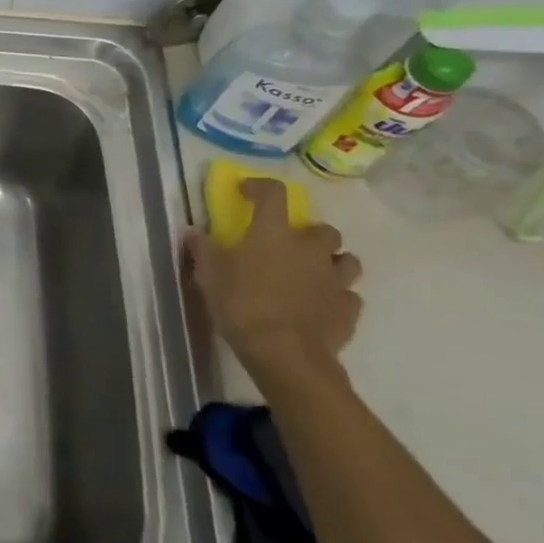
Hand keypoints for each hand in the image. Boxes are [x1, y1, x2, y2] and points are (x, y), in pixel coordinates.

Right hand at [186, 178, 363, 385]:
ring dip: (331, 262)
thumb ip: (203, 249)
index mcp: (274, 233)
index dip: (260, 187)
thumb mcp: (209, 275)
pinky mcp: (348, 310)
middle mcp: (310, 249)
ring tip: (312, 274)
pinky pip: (348, 296)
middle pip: (323, 229)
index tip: (247, 192)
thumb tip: (194, 232)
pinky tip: (319, 306)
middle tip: (289, 246)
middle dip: (309, 234)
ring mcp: (335, 279)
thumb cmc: (242, 306)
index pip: (274, 194)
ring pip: (346, 260)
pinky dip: (336, 297)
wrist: (285, 355)